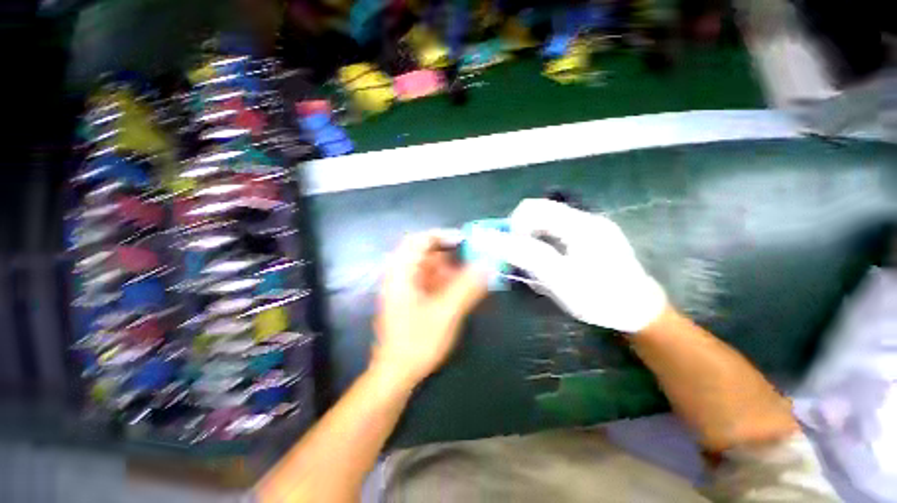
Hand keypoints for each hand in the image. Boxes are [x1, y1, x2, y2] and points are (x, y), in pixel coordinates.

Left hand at [372, 233, 487, 387]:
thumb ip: (467, 287)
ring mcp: (404, 287)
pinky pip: (429, 280)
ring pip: (429, 267)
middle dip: (450, 254)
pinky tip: (460, 289)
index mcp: (401, 273)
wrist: (396, 374)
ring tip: (470, 276)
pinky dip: (445, 281)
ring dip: (450, 268)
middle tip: (472, 260)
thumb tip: (488, 265)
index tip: (466, 241)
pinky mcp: (410, 298)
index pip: (419, 240)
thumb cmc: (417, 342)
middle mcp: (400, 275)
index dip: (443, 236)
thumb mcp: (446, 313)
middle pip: (425, 252)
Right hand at [501, 199, 666, 332]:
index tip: (513, 252)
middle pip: (539, 211)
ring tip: (536, 263)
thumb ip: (528, 256)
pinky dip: (544, 241)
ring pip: (547, 221)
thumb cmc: (599, 298)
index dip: (514, 226)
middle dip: (523, 232)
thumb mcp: (561, 280)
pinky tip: (551, 260)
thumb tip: (497, 241)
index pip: (532, 208)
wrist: (639, 310)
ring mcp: (590, 226)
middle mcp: (584, 218)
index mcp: (579, 225)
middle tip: (522, 259)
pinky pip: (557, 229)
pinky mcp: (591, 235)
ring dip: (533, 237)